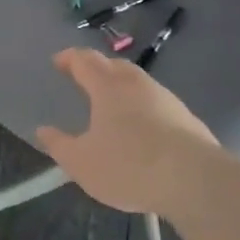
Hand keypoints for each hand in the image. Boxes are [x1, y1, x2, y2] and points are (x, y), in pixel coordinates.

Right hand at [35, 47, 219, 214]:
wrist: (196, 180)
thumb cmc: (130, 166)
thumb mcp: (82, 163)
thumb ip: (59, 145)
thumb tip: (43, 130)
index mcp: (108, 86)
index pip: (84, 61)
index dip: (69, 59)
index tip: (58, 61)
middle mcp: (137, 84)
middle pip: (114, 65)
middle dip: (97, 67)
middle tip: (84, 78)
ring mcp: (166, 99)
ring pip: (139, 83)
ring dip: (122, 87)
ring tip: (112, 105)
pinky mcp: (187, 118)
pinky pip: (157, 103)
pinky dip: (143, 107)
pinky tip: (142, 128)